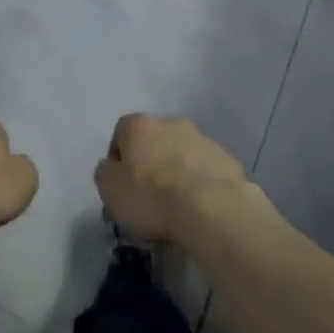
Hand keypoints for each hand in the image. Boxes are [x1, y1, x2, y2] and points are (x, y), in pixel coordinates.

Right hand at [95, 114, 250, 245]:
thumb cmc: (151, 196)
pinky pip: (206, 172)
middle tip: (148, 198)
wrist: (212, 209)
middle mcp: (171, 123)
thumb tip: (111, 169)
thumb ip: (105, 174)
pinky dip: (201, 185)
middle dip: (150, 164)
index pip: (121, 133)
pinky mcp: (227, 161)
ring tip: (177, 208)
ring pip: (182, 155)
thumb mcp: (110, 190)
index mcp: (139, 125)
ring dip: (177, 173)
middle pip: (154, 142)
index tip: (121, 187)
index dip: (118, 160)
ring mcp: (203, 139)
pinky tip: (199, 210)